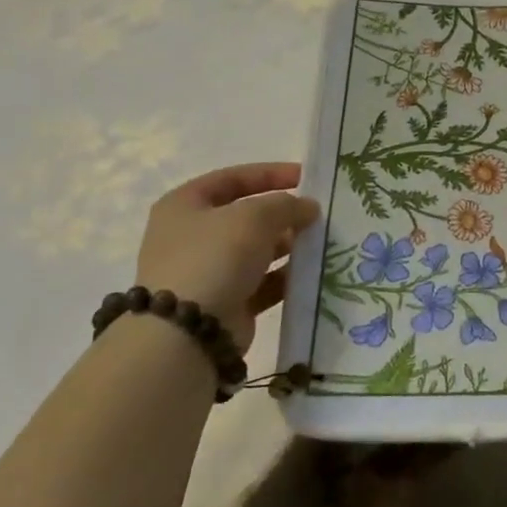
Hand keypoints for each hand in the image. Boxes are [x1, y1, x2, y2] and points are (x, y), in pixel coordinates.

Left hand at [136, 163, 319, 354]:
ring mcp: (207, 272)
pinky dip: (285, 277)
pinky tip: (312, 273)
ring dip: (287, 246)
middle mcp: (192, 236)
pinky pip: (261, 283)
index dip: (270, 174)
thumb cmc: (214, 257)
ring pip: (256, 251)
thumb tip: (308, 207)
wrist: (187, 333)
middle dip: (283, 214)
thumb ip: (286, 205)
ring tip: (321, 242)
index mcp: (185, 205)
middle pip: (246, 216)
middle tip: (317, 215)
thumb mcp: (254, 217)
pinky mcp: (224, 303)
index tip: (306, 178)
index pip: (233, 178)